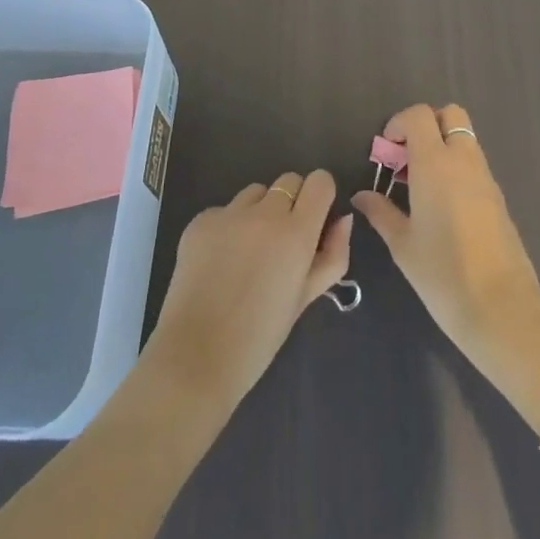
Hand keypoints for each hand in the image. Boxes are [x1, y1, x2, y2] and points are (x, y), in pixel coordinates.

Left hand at [143, 169, 352, 420]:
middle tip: (282, 240)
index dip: (321, 196)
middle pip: (289, 181)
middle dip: (292, 202)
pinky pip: (225, 210)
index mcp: (297, 233)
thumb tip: (342, 219)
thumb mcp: (306, 297)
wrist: (197, 356)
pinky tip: (220, 261)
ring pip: (256, 192)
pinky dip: (228, 227)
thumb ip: (333, 255)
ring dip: (259, 211)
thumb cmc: (261, 336)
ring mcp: (229, 214)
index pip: (320, 181)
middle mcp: (264, 214)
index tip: (315, 219)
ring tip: (248, 252)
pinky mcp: (200, 220)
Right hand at [352, 104, 539, 375]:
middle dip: (426, 126)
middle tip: (406, 159)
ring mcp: (485, 177)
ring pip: (464, 139)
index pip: (419, 115)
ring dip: (442, 147)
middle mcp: (463, 160)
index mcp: (435, 163)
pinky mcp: (498, 197)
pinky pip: (474, 164)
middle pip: (449, 115)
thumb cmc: (442, 273)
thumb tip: (362, 196)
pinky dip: (457, 169)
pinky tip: (442, 207)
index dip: (398, 123)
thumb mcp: (402, 244)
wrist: (501, 307)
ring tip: (420, 187)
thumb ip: (381, 212)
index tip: (386, 152)